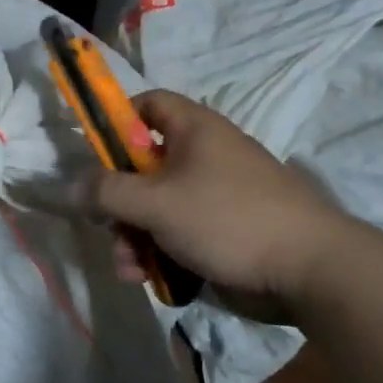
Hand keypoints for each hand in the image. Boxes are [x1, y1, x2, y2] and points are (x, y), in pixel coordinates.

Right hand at [84, 89, 348, 314]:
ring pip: (158, 207)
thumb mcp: (156, 203)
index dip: (117, 121)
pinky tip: (149, 278)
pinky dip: (160, 252)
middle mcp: (205, 155)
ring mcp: (216, 195)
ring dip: (135, 235)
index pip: (149, 104)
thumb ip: (108, 192)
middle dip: (120, 201)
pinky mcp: (224, 231)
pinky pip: (179, 233)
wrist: (309, 270)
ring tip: (128, 267)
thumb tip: (72, 187)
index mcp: (195, 130)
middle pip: (144, 165)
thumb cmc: (227, 218)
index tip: (93, 154)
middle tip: (107, 226)